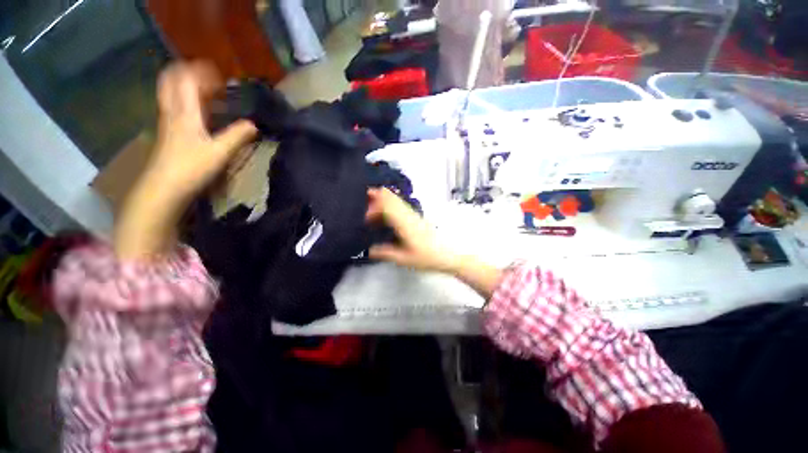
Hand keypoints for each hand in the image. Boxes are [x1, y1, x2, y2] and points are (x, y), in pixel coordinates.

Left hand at [147, 61, 257, 203]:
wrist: (164, 188)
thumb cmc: (191, 168)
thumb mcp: (219, 152)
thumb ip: (237, 136)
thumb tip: (254, 125)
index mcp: (184, 112)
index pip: (187, 79)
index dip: (202, 72)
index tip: (222, 77)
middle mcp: (172, 112)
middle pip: (172, 81)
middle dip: (190, 74)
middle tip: (211, 80)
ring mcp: (168, 122)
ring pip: (172, 94)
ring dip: (187, 87)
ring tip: (208, 93)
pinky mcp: (168, 134)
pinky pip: (175, 107)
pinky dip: (186, 102)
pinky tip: (200, 113)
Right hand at [366, 188, 501, 297]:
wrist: (447, 255)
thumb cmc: (427, 257)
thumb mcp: (404, 259)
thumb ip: (386, 253)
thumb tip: (370, 251)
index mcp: (404, 223)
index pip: (386, 205)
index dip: (373, 207)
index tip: (364, 216)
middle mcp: (408, 215)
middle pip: (391, 197)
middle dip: (376, 196)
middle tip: (364, 201)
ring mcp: (413, 214)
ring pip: (396, 200)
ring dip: (383, 200)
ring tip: (372, 207)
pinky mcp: (416, 217)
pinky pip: (400, 206)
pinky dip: (390, 205)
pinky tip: (386, 215)